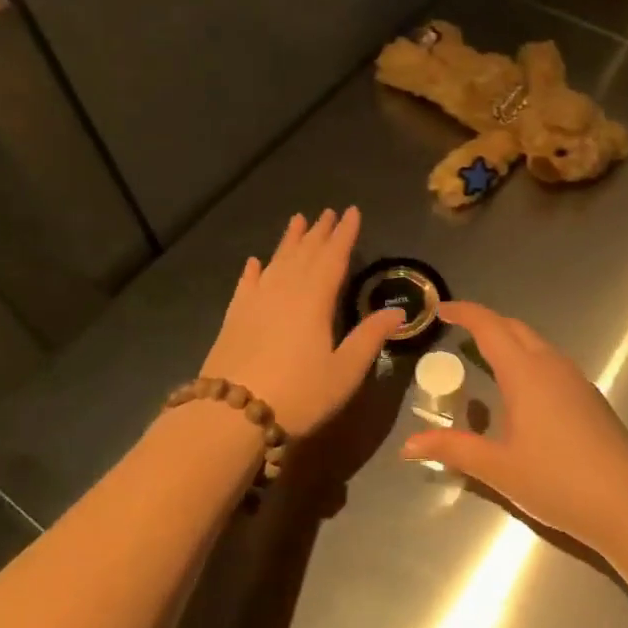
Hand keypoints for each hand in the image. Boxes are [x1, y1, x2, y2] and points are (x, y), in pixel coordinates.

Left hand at [200, 208, 402, 436]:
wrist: (230, 415)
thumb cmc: (298, 394)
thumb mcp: (345, 371)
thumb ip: (370, 338)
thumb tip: (397, 312)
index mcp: (314, 299)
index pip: (333, 257)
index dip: (344, 234)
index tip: (352, 212)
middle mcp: (284, 291)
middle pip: (304, 253)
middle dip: (318, 232)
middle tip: (328, 212)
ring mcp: (255, 302)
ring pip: (276, 262)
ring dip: (289, 241)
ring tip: (298, 221)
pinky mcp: (234, 318)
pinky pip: (246, 284)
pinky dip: (253, 270)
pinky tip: (255, 262)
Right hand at [401, 302, 627, 548]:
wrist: (626, 502)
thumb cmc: (556, 481)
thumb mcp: (497, 468)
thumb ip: (453, 449)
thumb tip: (408, 445)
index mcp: (525, 372)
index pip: (490, 327)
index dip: (465, 313)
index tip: (442, 309)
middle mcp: (551, 365)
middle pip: (515, 329)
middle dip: (486, 324)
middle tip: (459, 334)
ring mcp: (576, 379)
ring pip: (537, 345)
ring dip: (510, 343)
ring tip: (486, 360)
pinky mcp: (590, 397)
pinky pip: (552, 364)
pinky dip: (528, 362)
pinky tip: (521, 394)